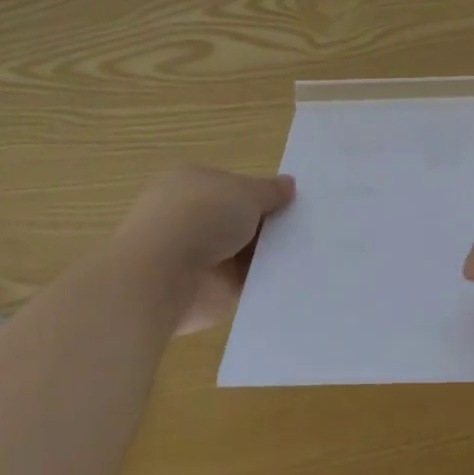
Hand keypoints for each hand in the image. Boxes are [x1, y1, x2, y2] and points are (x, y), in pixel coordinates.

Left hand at [117, 166, 295, 335]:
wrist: (164, 276)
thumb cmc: (202, 216)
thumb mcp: (246, 192)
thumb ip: (270, 191)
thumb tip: (289, 185)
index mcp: (193, 184)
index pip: (234, 187)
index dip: (262, 195)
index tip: (293, 203)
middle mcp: (192, 218)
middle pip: (240, 220)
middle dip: (268, 225)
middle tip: (308, 228)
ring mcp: (198, 256)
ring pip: (244, 252)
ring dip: (266, 254)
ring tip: (308, 252)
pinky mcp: (207, 290)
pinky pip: (244, 282)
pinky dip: (263, 281)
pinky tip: (292, 278)